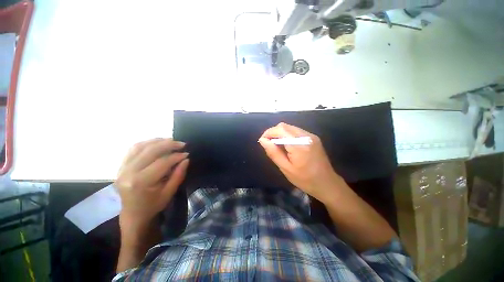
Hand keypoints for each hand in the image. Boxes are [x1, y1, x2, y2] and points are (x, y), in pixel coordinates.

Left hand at [115, 138, 188, 227]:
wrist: (133, 214)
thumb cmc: (153, 205)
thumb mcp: (169, 192)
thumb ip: (178, 174)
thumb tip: (186, 159)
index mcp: (141, 182)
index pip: (162, 162)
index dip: (176, 156)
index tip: (187, 154)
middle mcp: (128, 173)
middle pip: (150, 151)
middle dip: (168, 145)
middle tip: (181, 144)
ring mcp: (122, 168)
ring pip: (140, 147)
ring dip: (157, 141)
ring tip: (170, 140)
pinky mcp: (121, 166)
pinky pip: (133, 149)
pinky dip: (146, 143)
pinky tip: (156, 143)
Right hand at [259, 123, 342, 202]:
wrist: (327, 183)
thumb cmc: (305, 179)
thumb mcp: (286, 168)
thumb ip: (273, 153)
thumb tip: (262, 140)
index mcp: (299, 145)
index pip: (280, 130)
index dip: (268, 133)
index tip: (262, 141)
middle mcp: (306, 136)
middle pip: (284, 126)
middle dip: (273, 132)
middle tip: (268, 144)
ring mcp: (311, 135)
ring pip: (290, 127)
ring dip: (280, 133)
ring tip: (276, 145)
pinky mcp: (313, 137)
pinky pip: (296, 131)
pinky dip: (287, 135)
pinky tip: (286, 145)